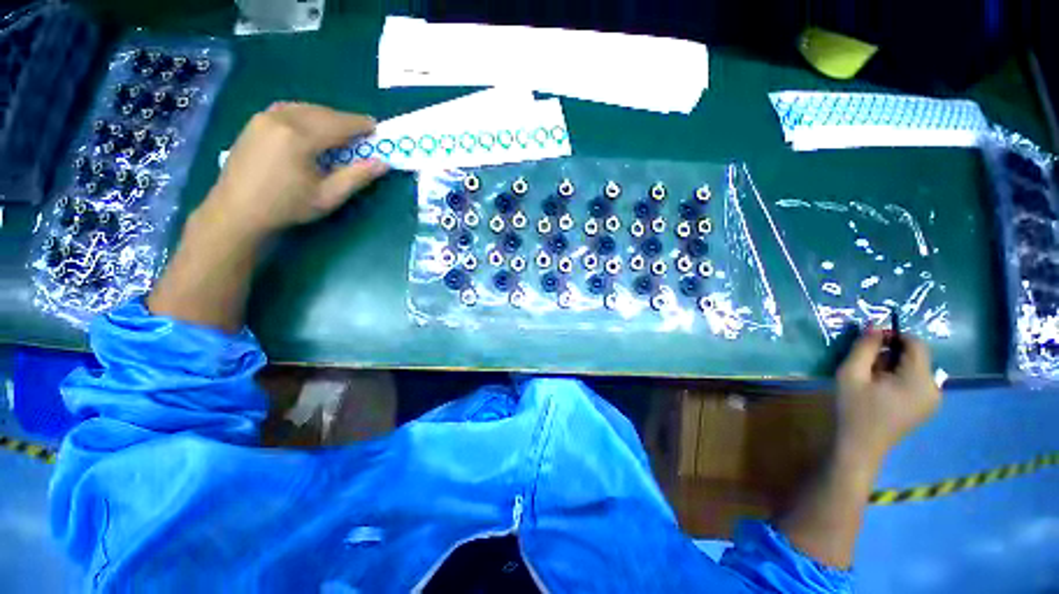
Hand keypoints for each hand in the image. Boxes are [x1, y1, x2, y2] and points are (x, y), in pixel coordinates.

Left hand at [202, 102, 388, 237]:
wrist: (237, 211)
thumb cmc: (287, 206)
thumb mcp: (328, 196)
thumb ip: (357, 177)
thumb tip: (383, 163)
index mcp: (300, 137)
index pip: (338, 124)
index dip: (359, 124)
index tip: (376, 127)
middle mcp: (280, 119)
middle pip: (321, 112)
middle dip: (344, 120)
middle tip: (361, 131)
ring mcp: (263, 118)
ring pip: (304, 108)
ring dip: (325, 116)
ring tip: (339, 130)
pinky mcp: (254, 123)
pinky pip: (287, 110)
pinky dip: (306, 114)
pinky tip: (311, 127)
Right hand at [834, 330, 940, 466]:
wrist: (860, 445)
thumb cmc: (854, 408)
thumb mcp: (851, 374)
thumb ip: (864, 348)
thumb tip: (875, 325)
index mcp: (919, 380)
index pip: (917, 344)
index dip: (895, 335)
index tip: (871, 340)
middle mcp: (934, 388)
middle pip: (917, 356)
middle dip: (892, 353)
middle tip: (865, 363)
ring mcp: (932, 399)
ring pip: (916, 368)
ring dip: (894, 365)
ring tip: (871, 378)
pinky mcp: (926, 406)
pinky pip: (916, 380)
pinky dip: (899, 377)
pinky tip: (881, 389)